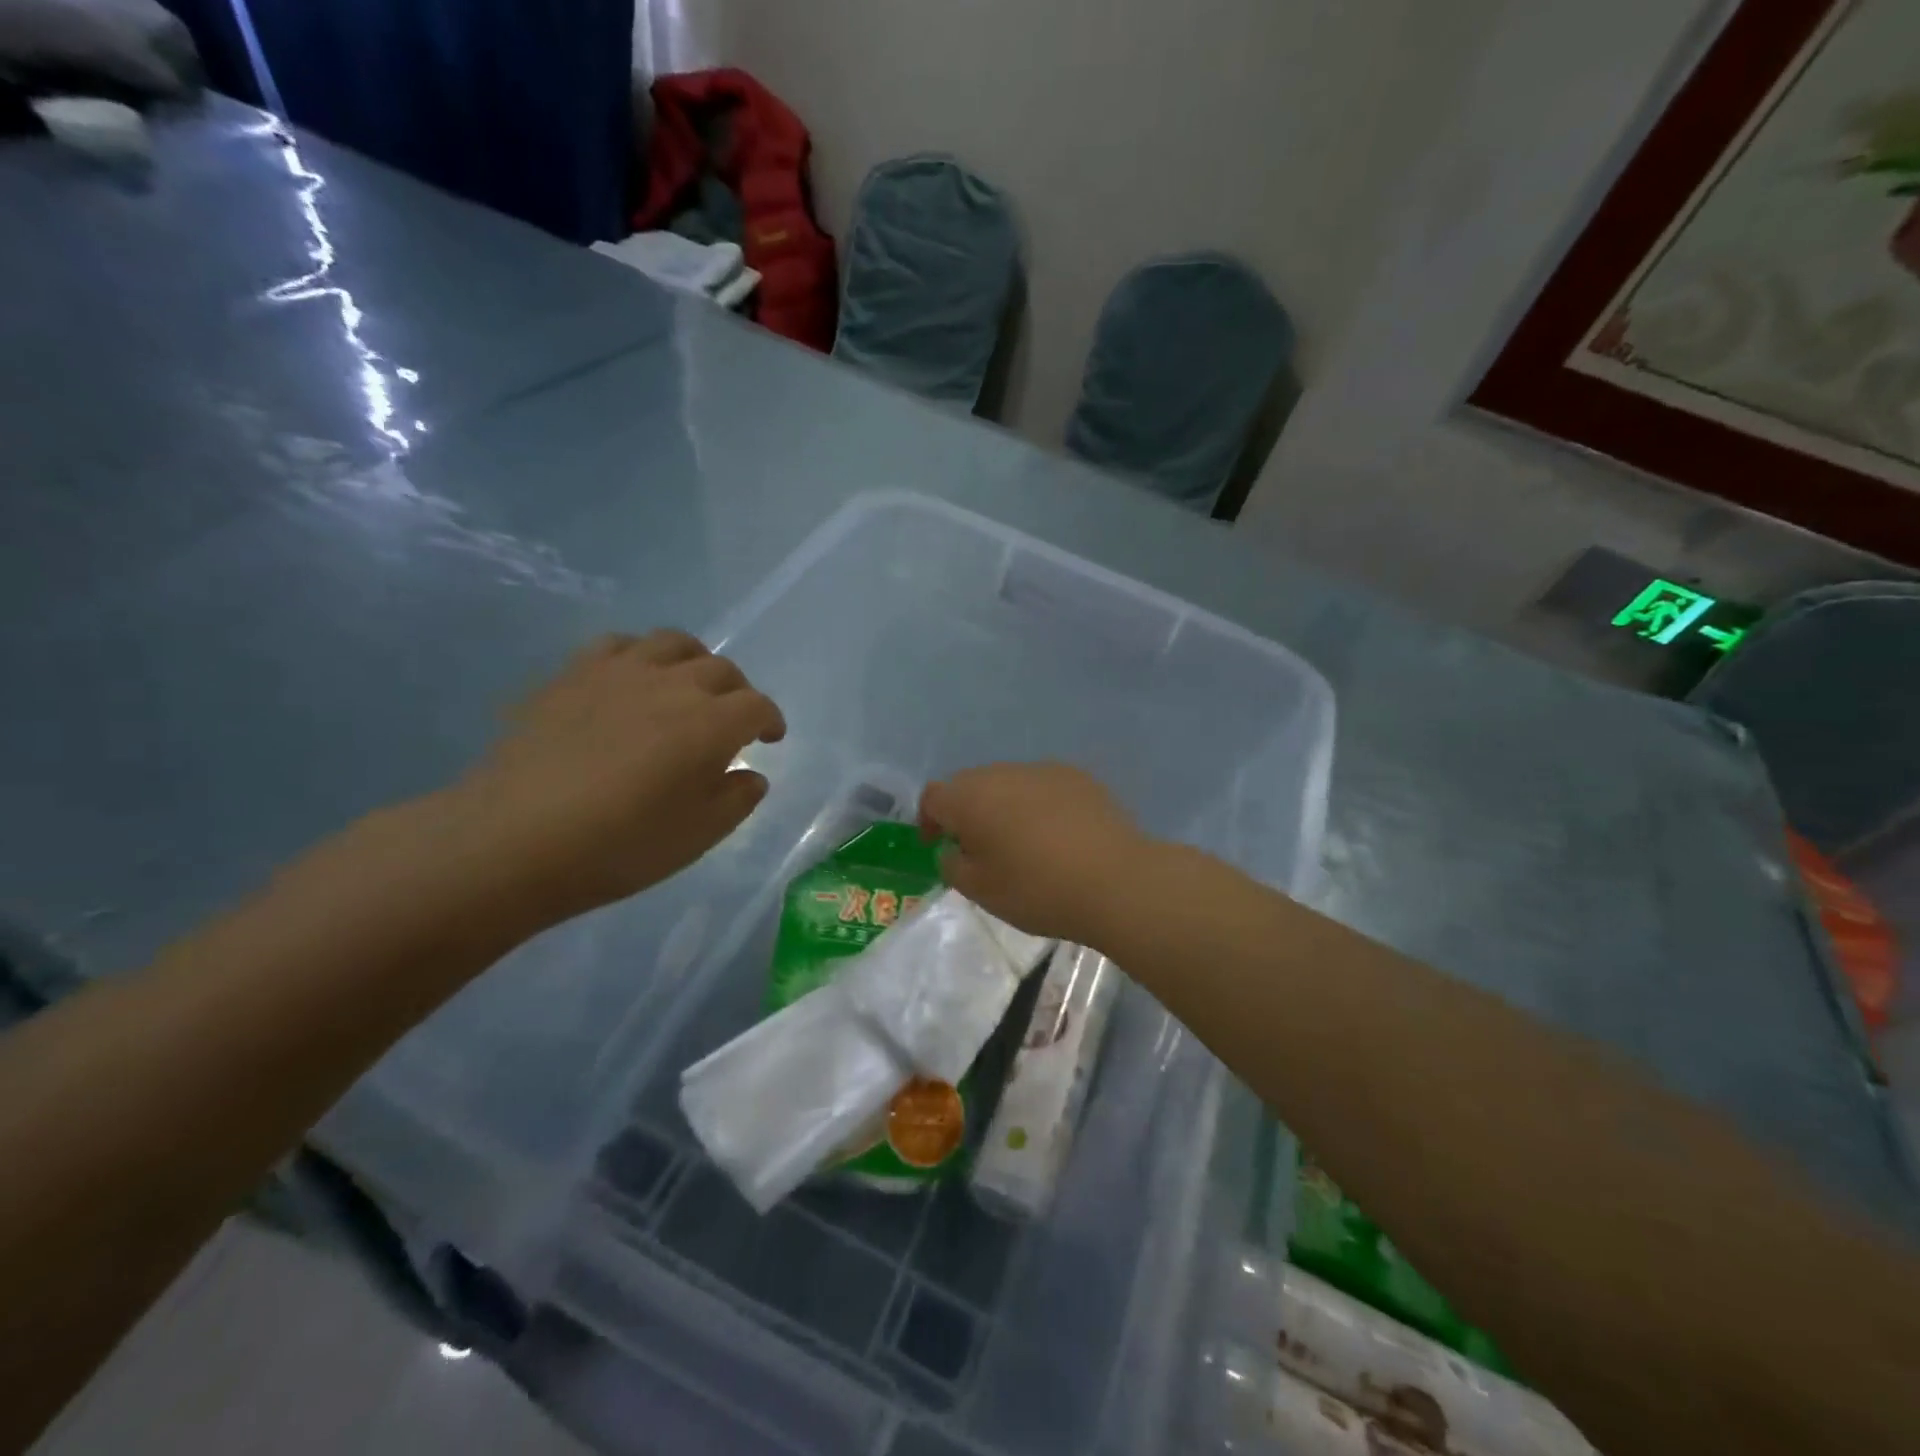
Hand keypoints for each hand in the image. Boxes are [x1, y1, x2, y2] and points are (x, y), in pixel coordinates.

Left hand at [442, 631, 785, 926]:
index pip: (757, 706)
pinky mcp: (574, 674)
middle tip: (732, 720)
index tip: (770, 739)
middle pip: (722, 670)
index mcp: (711, 724)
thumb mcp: (697, 836)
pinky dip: (641, 655)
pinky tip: (633, 680)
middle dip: (738, 692)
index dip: (770, 720)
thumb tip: (752, 774)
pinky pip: (619, 644)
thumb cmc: (619, 846)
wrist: (514, 840)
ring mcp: (620, 673)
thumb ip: (736, 800)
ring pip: (674, 644)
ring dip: (695, 662)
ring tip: (689, 687)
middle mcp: (673, 685)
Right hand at [918, 763, 1156, 946]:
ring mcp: (1044, 771)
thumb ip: (953, 865)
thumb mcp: (980, 891)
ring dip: (1003, 807)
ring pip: (1009, 784)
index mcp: (971, 797)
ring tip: (1020, 843)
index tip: (937, 845)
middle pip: (971, 785)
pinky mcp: (1078, 778)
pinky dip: (1038, 806)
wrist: (1116, 881)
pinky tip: (1056, 836)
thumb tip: (954, 849)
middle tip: (978, 849)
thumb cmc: (1037, 889)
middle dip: (967, 812)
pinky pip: (1043, 787)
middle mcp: (1003, 773)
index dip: (928, 820)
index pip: (934, 796)